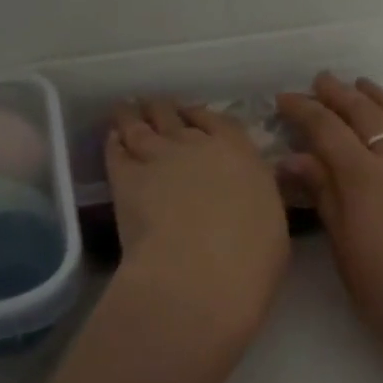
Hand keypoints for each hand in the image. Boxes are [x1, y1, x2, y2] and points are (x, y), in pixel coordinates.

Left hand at [107, 97, 290, 347]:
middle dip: (164, 112)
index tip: (193, 117)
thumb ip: (254, 197)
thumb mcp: (270, 220)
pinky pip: (115, 150)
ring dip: (133, 116)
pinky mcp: (124, 177)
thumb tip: (244, 196)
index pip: (218, 121)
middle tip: (155, 110)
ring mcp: (158, 157)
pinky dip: (114, 142)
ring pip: (139, 125)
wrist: (200, 272)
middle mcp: (197, 145)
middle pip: (174, 116)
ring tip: (126, 110)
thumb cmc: (251, 258)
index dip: (201, 117)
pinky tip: (112, 139)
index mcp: (239, 152)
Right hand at [276, 75, 382, 379]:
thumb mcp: (344, 248)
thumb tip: (294, 158)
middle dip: (341, 95)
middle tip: (323, 80)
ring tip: (368, 85)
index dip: (304, 110)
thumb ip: (324, 196)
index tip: (284, 98)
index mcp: (364, 177)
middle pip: (368, 116)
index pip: (328, 130)